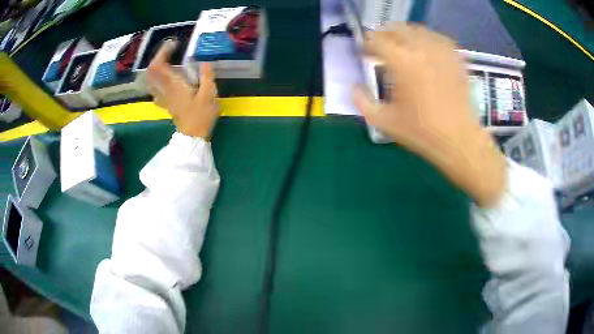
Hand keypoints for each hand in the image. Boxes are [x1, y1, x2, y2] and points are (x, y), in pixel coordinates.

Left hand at [147, 40, 218, 139]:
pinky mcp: (166, 104)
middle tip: (169, 51)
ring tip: (165, 62)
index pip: (159, 65)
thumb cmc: (201, 115)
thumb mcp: (209, 94)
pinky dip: (156, 82)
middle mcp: (164, 89)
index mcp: (173, 84)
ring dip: (155, 69)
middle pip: (151, 72)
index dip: (163, 52)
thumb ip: (206, 75)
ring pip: (151, 81)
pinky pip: (155, 90)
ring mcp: (163, 98)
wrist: (193, 137)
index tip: (174, 44)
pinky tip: (164, 80)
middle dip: (158, 58)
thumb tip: (205, 61)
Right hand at [353, 24, 506, 206]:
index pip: (377, 40)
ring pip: (418, 30)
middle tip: (380, 46)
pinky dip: (428, 38)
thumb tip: (354, 88)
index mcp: (402, 63)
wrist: (458, 141)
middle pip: (397, 29)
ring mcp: (441, 53)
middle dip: (384, 35)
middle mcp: (421, 50)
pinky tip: (425, 48)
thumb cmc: (421, 132)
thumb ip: (362, 102)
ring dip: (405, 34)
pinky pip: (439, 39)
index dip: (366, 44)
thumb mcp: (384, 122)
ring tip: (400, 44)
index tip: (364, 53)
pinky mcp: (455, 59)